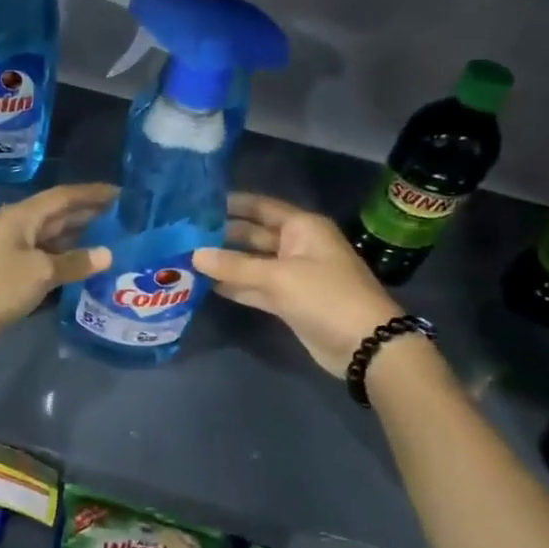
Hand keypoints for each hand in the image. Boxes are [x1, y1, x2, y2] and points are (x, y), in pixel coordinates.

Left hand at [0, 183, 114, 356]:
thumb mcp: (40, 271)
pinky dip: (64, 263)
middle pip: (58, 216)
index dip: (91, 193)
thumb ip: (74, 262)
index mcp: (23, 217)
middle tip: (121, 217)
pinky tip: (83, 269)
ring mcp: (13, 253)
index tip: (120, 193)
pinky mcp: (11, 277)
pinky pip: (45, 262)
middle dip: (87, 215)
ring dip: (77, 240)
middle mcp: (18, 229)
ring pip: (51, 240)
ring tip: (109, 241)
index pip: (63, 197)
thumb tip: (107, 254)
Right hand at [191, 193, 404, 377]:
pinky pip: (256, 287)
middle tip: (183, 234)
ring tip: (186, 257)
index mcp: (302, 227)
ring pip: (253, 263)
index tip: (198, 203)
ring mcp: (293, 274)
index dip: (232, 204)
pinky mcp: (289, 301)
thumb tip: (194, 254)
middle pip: (253, 234)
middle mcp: (297, 245)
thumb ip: (234, 265)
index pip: (261, 207)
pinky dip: (236, 286)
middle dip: (222, 235)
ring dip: (225, 262)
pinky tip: (207, 284)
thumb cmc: (325, 296)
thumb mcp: (278, 276)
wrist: (365, 344)